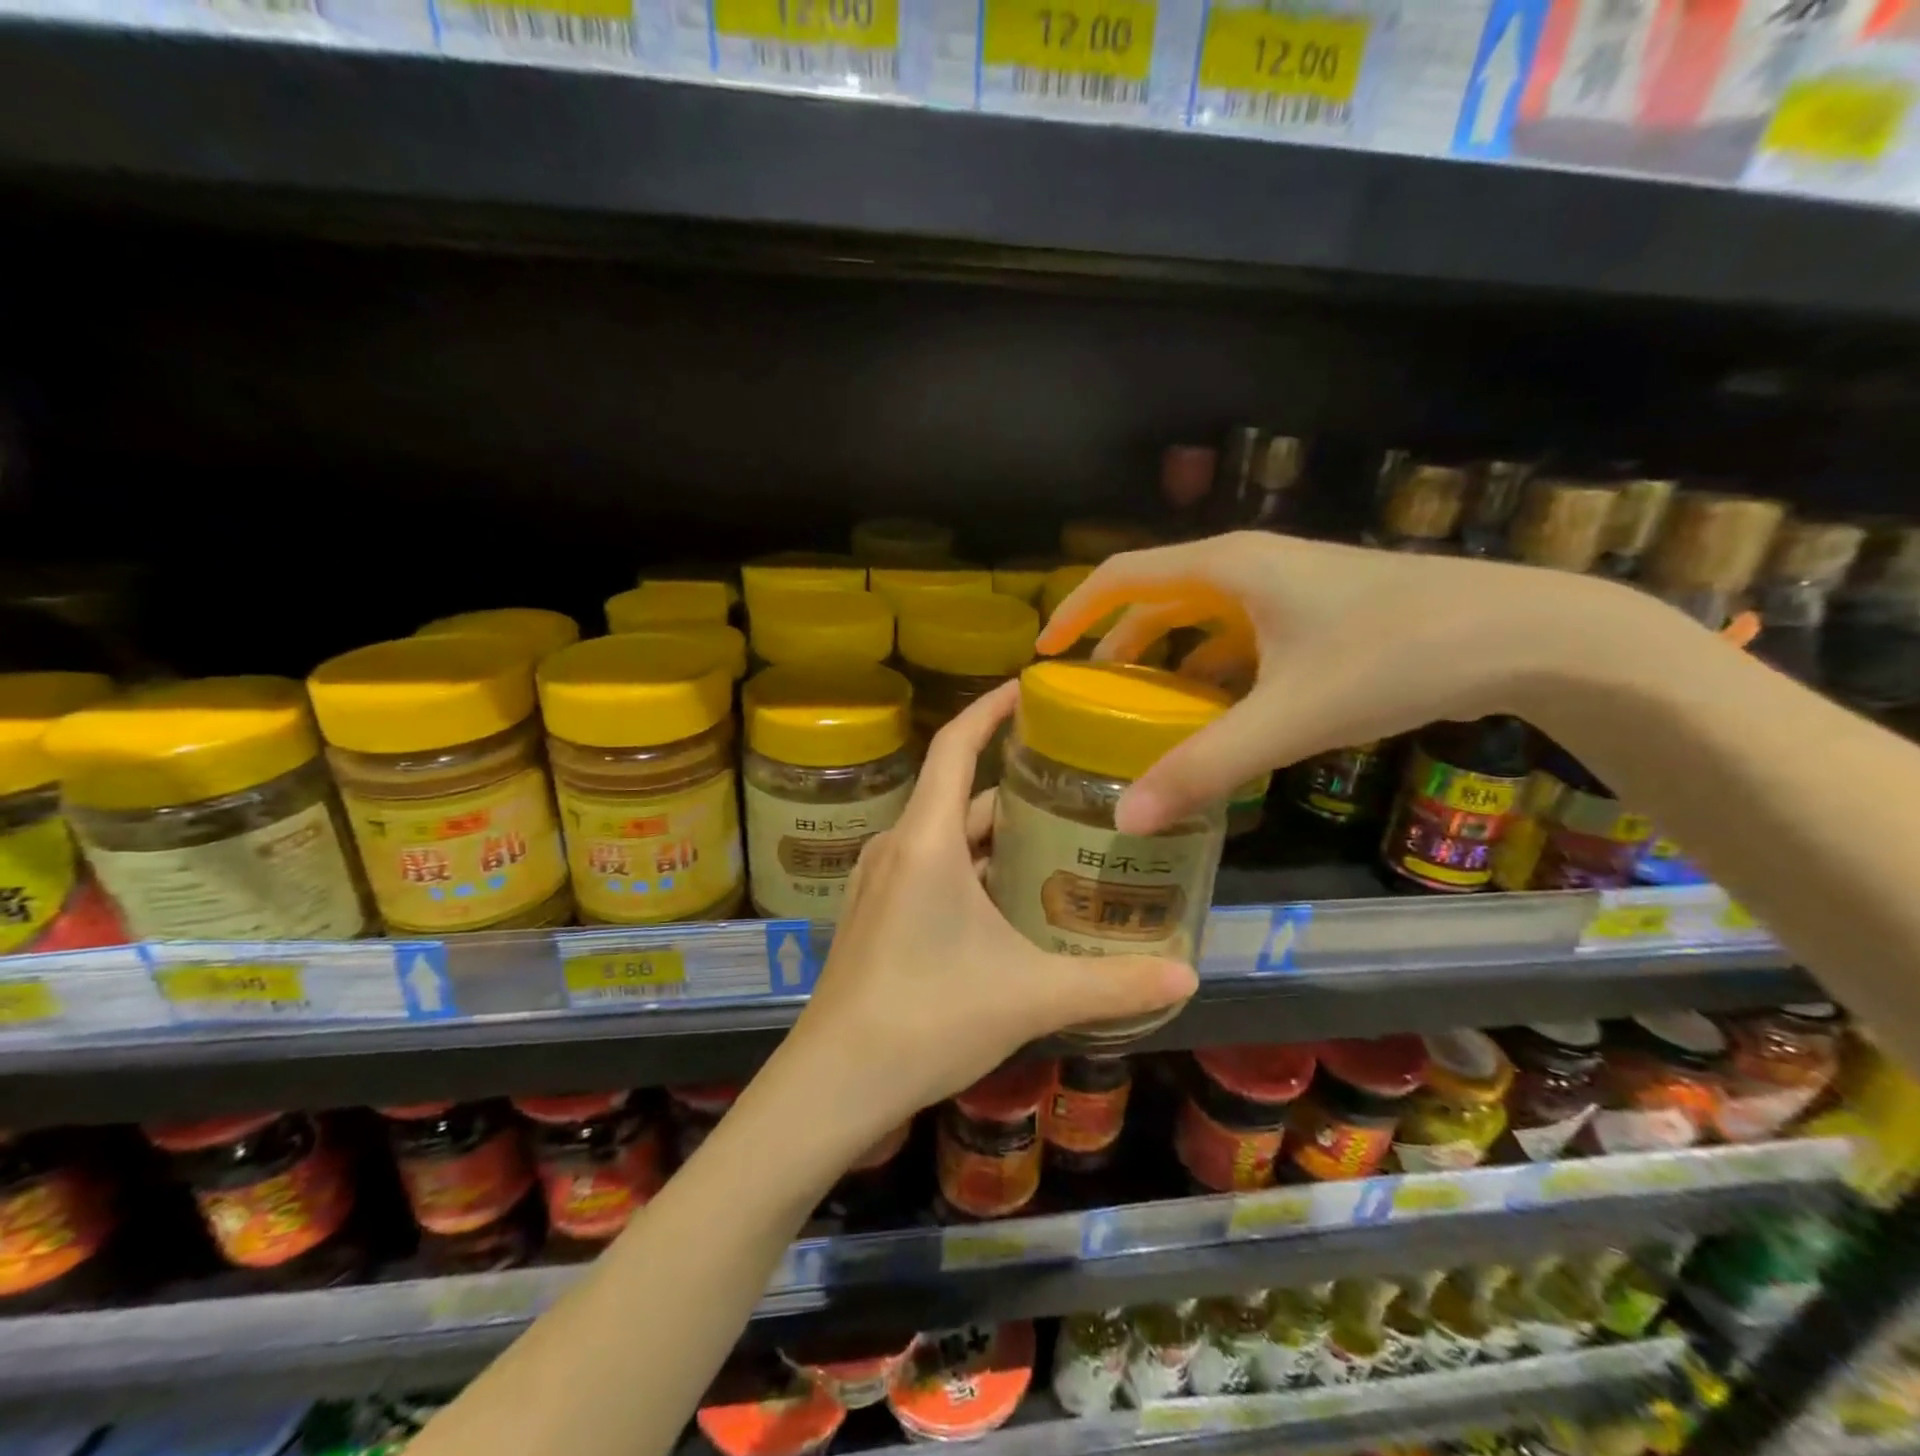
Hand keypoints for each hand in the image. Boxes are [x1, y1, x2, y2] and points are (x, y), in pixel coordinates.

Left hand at [780, 680, 1196, 1143]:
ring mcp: (880, 882)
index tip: (1028, 688)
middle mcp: (897, 847)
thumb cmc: (926, 1019)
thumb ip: (1111, 984)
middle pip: (958, 793)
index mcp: (926, 841)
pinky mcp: (876, 914)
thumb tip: (1187, 976)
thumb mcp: (1029, 997)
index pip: (955, 744)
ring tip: (1055, 837)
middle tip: (1073, 782)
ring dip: (994, 833)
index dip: (989, 708)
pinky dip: (971, 866)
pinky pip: (929, 867)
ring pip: (945, 836)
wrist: (832, 1083)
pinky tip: (1011, 899)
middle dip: (1012, 783)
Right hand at [1037, 530, 1678, 835]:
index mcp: (1228, 566)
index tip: (1043, 652)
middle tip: (1089, 694)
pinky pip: (1242, 635)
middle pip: (1158, 595)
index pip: (1122, 573)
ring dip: (1167, 657)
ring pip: (1202, 617)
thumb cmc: (1395, 656)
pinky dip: (1214, 668)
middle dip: (1117, 642)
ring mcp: (1290, 586)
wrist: (1529, 634)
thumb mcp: (1288, 717)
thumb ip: (1204, 767)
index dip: (1075, 610)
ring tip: (1145, 709)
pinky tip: (1219, 712)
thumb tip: (1127, 820)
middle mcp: (1251, 565)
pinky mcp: (1320, 611)